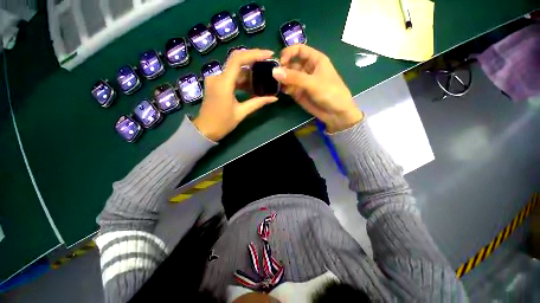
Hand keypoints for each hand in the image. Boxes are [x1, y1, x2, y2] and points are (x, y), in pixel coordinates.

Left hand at [193, 49, 277, 140]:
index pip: (238, 60)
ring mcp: (215, 80)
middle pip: (237, 62)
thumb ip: (258, 103)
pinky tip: (251, 85)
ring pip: (234, 70)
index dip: (254, 54)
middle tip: (268, 64)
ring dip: (248, 73)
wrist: (205, 130)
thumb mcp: (242, 113)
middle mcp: (217, 77)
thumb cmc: (222, 123)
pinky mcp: (215, 84)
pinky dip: (242, 80)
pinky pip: (230, 77)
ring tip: (263, 77)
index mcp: (223, 83)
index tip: (268, 54)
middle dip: (253, 61)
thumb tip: (274, 98)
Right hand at [273, 44, 363, 132]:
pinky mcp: (298, 93)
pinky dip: (283, 88)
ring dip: (281, 79)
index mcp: (315, 60)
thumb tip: (274, 71)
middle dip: (282, 67)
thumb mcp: (313, 83)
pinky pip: (288, 87)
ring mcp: (302, 81)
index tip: (280, 62)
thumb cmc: (330, 93)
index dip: (288, 53)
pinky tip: (280, 90)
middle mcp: (307, 69)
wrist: (336, 113)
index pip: (299, 49)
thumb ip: (294, 77)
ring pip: (288, 76)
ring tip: (275, 83)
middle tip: (273, 75)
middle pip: (291, 63)